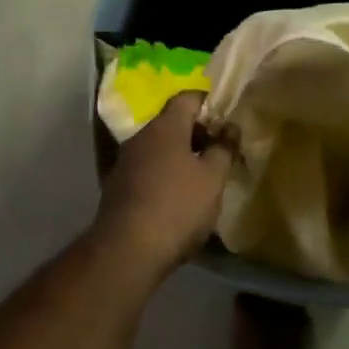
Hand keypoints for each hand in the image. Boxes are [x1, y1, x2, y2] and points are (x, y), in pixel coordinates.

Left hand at [95, 92, 233, 279]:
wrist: (127, 250)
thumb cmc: (177, 206)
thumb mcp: (212, 179)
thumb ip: (224, 149)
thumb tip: (231, 126)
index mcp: (166, 126)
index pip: (188, 98)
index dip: (209, 103)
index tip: (226, 119)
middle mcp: (142, 136)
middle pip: (172, 122)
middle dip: (196, 132)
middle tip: (219, 150)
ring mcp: (125, 161)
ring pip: (158, 146)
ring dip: (180, 155)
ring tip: (202, 175)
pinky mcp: (117, 186)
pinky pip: (147, 168)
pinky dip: (164, 173)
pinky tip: (177, 196)